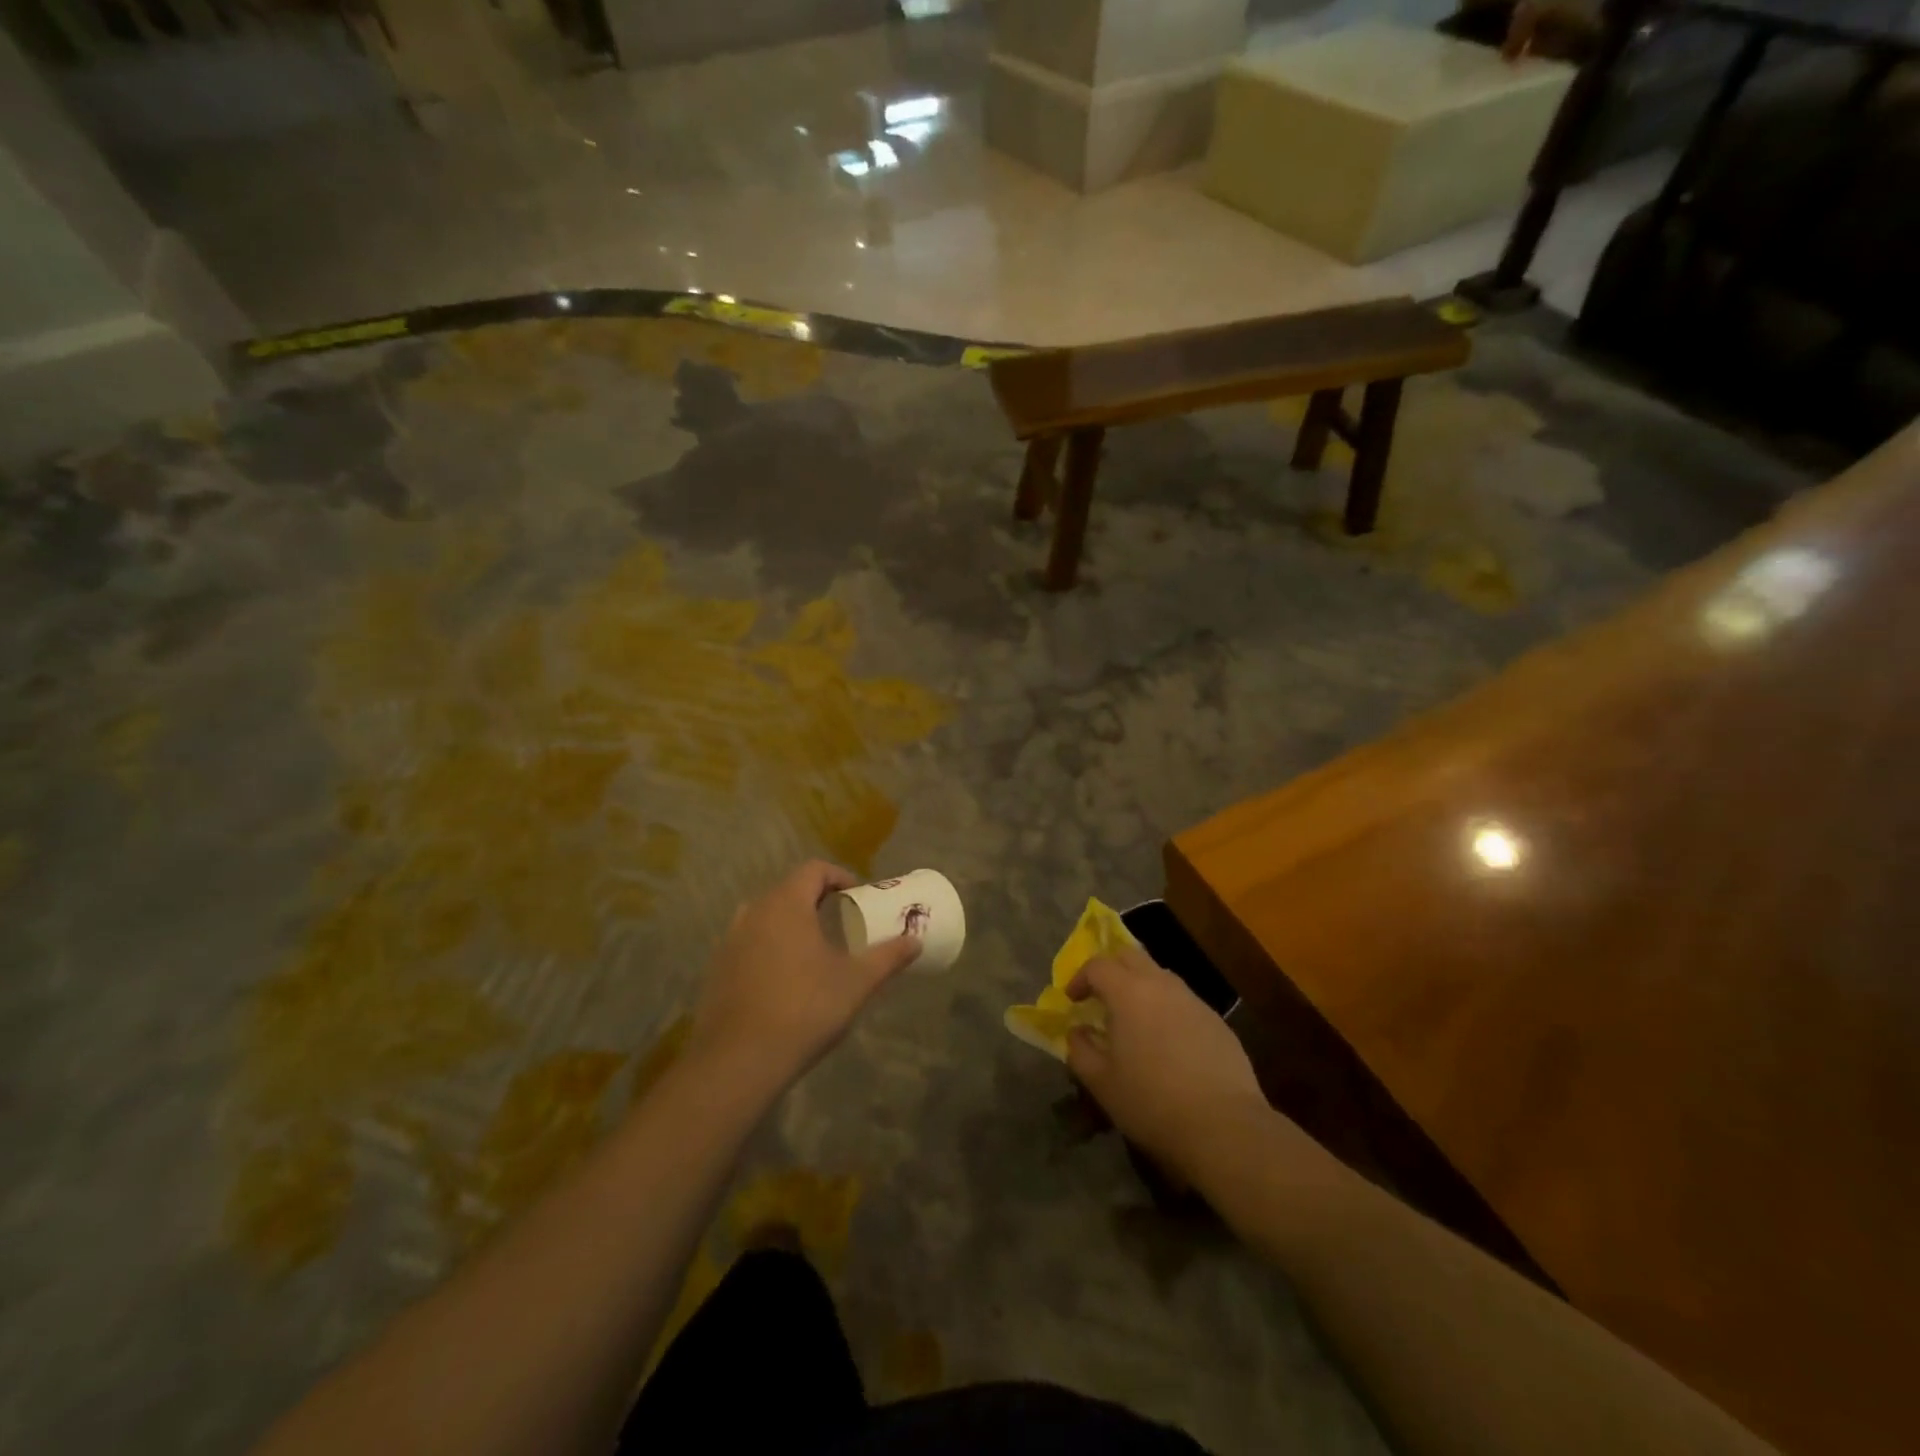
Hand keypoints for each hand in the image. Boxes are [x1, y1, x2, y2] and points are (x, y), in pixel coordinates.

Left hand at [691, 861, 920, 1089]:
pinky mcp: (717, 969)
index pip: (813, 870)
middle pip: (788, 891)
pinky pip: (749, 944)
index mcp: (786, 905)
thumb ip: (888, 957)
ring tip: (814, 950)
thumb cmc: (805, 1009)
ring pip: (766, 917)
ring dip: (791, 924)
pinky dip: (769, 948)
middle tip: (841, 922)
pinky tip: (785, 980)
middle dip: (816, 900)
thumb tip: (915, 941)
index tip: (857, 896)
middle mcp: (753, 913)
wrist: (738, 1061)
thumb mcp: (856, 982)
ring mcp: (730, 941)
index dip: (839, 876)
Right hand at [1066, 945, 1268, 1182]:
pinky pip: (1183, 1001)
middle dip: (1111, 970)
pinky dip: (1167, 1009)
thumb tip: (1077, 1032)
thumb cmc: (1152, 1103)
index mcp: (1129, 993)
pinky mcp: (1217, 1021)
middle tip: (1101, 998)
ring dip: (1141, 988)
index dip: (1080, 978)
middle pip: (1131, 957)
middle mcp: (1162, 985)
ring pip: (1160, 976)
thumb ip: (1080, 1050)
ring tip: (1134, 1021)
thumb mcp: (1101, 1083)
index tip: (1073, 1000)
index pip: (1098, 966)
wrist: (1225, 1127)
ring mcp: (1194, 1001)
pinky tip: (1168, 1044)